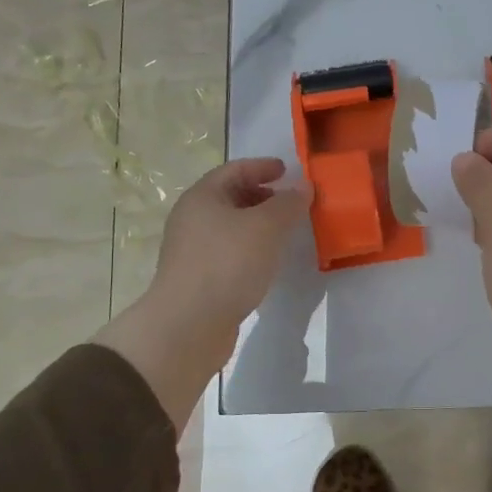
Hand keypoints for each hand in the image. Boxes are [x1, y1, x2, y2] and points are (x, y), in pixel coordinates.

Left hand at [153, 157, 313, 338]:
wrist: (188, 324)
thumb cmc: (227, 263)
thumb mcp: (266, 227)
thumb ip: (288, 204)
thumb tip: (303, 187)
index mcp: (202, 197)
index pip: (235, 170)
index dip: (263, 167)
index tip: (288, 171)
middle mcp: (192, 218)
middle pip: (231, 197)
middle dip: (263, 196)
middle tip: (292, 204)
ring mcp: (193, 250)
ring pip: (231, 227)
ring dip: (259, 225)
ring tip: (286, 233)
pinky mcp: (199, 277)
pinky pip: (230, 252)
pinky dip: (251, 249)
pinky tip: (268, 262)